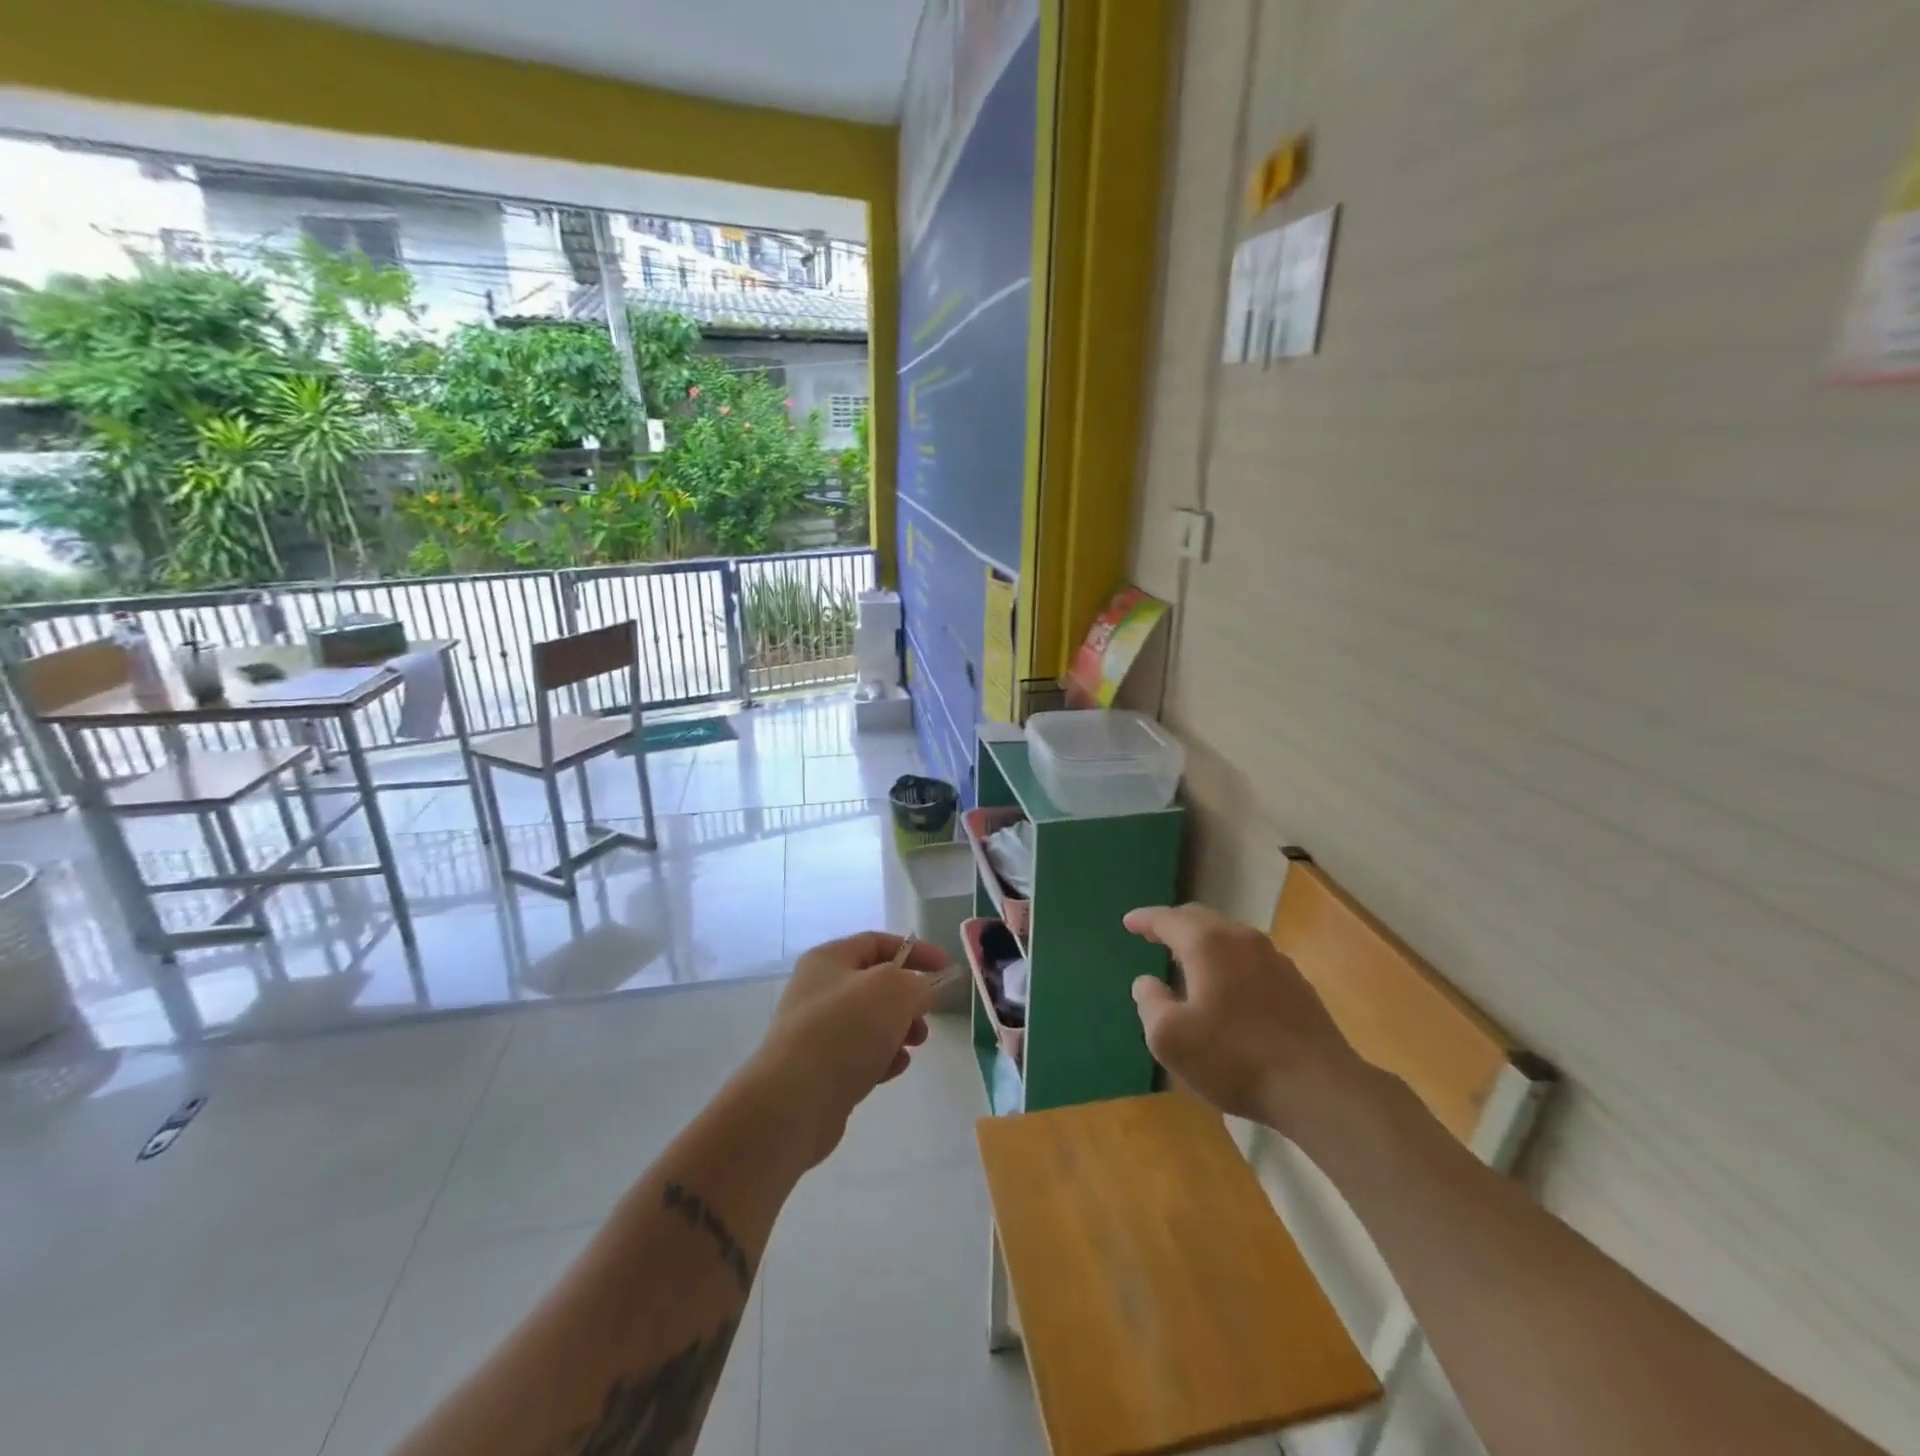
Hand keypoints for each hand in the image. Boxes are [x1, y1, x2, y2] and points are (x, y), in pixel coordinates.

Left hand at [747, 932, 947, 1168]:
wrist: (792, 1103)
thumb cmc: (844, 1031)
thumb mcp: (893, 991)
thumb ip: (918, 983)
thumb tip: (922, 990)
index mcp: (829, 960)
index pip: (878, 942)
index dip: (916, 951)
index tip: (946, 969)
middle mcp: (819, 990)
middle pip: (876, 984)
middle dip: (908, 998)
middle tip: (927, 1015)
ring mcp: (818, 1031)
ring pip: (872, 1022)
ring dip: (900, 1030)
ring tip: (914, 1045)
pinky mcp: (821, 1070)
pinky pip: (861, 1054)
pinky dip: (882, 1058)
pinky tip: (893, 1069)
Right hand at [1124, 904, 1367, 1138]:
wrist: (1318, 1087)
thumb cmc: (1234, 1058)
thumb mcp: (1170, 1038)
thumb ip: (1150, 1003)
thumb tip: (1147, 982)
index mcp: (1207, 943)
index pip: (1168, 919)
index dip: (1145, 919)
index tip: (1128, 922)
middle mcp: (1241, 939)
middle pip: (1201, 919)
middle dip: (1174, 925)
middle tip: (1154, 935)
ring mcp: (1275, 959)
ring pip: (1229, 937)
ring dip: (1204, 943)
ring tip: (1188, 960)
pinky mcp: (1296, 984)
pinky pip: (1250, 959)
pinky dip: (1229, 962)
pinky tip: (1227, 987)